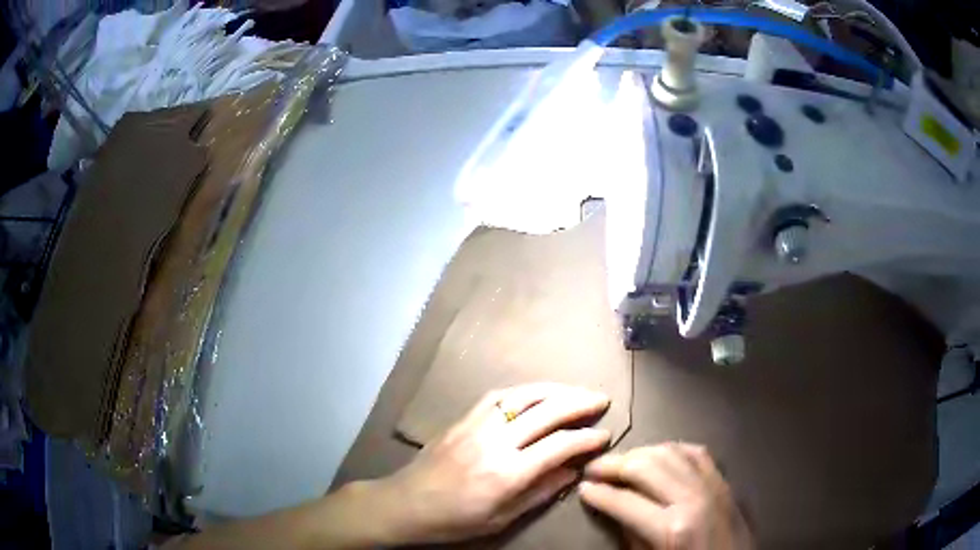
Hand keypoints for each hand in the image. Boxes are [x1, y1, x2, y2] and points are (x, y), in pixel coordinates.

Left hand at [370, 383, 611, 543]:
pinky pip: (497, 396)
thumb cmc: (456, 520)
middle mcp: (495, 442)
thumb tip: (573, 470)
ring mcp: (476, 426)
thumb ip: (541, 492)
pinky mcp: (462, 419)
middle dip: (579, 402)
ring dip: (555, 389)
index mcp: (507, 473)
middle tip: (601, 400)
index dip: (587, 438)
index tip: (605, 435)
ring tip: (576, 391)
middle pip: (546, 412)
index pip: (559, 446)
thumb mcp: (502, 518)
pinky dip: (523, 391)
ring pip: (523, 396)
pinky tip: (536, 393)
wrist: (406, 504)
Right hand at [579, 443, 753, 549]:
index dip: (599, 493)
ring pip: (670, 452)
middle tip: (594, 468)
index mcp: (672, 527)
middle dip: (615, 465)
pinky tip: (659, 455)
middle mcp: (693, 498)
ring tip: (622, 462)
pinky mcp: (724, 480)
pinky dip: (673, 449)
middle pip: (646, 466)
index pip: (625, 501)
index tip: (582, 488)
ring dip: (641, 453)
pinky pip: (695, 452)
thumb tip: (614, 509)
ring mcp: (712, 485)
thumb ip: (632, 535)